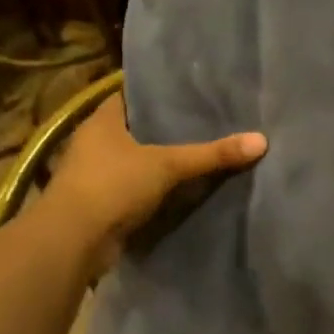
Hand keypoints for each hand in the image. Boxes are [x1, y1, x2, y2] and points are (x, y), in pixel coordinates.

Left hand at [46, 92, 265, 260]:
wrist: (72, 243)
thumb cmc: (112, 186)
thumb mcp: (168, 165)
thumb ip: (212, 154)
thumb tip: (262, 140)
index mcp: (102, 120)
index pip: (132, 95)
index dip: (159, 92)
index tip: (191, 91)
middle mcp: (94, 142)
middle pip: (137, 128)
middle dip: (166, 128)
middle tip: (207, 120)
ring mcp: (94, 175)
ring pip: (136, 159)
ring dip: (160, 160)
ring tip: (201, 151)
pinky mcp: (100, 203)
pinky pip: (135, 187)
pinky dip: (155, 188)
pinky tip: (184, 186)